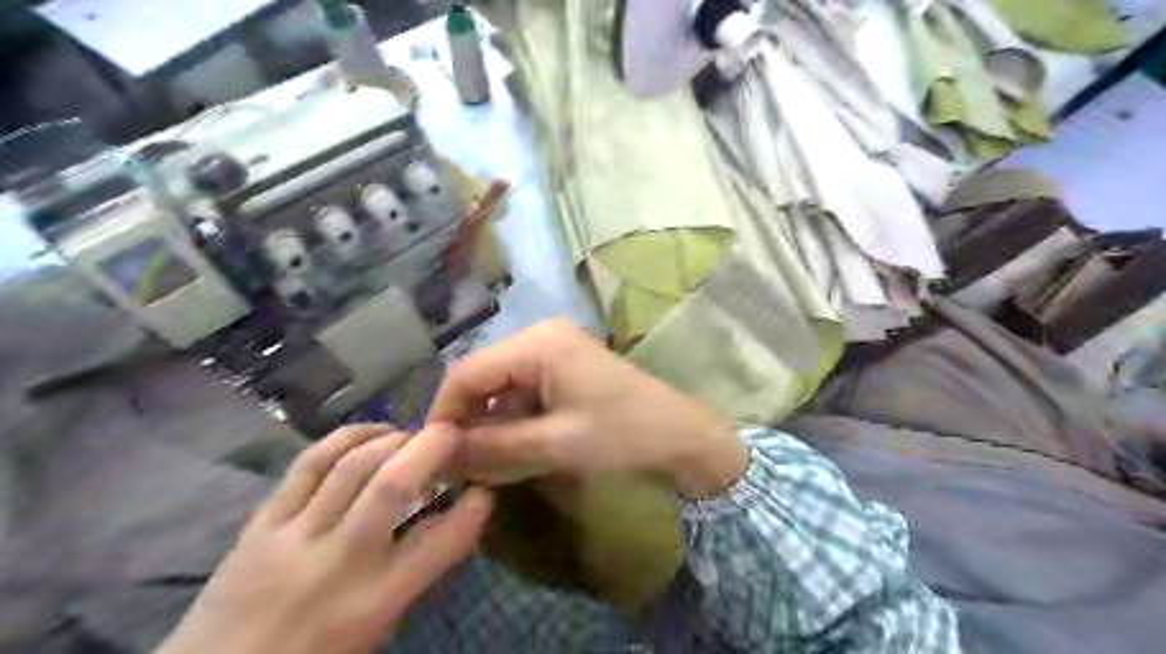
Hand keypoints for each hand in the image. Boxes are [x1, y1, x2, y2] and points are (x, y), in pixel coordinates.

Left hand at [157, 424, 490, 653]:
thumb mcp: (378, 629)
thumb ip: (415, 573)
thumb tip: (448, 518)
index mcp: (375, 601)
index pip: (442, 542)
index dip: (475, 507)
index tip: (485, 488)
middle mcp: (339, 562)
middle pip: (392, 484)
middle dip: (432, 447)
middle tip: (452, 435)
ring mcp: (294, 536)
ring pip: (352, 463)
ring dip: (392, 438)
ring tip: (411, 436)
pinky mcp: (262, 521)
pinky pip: (308, 462)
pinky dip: (347, 437)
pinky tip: (369, 433)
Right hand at [426, 319, 746, 498]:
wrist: (683, 439)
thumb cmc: (623, 435)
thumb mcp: (553, 445)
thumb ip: (491, 449)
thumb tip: (436, 457)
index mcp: (537, 343)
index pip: (466, 372)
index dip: (443, 414)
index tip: (432, 457)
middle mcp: (540, 338)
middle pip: (483, 379)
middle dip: (468, 424)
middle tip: (458, 469)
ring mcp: (554, 354)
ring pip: (501, 391)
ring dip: (491, 428)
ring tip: (485, 468)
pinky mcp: (564, 373)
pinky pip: (523, 396)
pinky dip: (513, 425)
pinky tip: (515, 454)